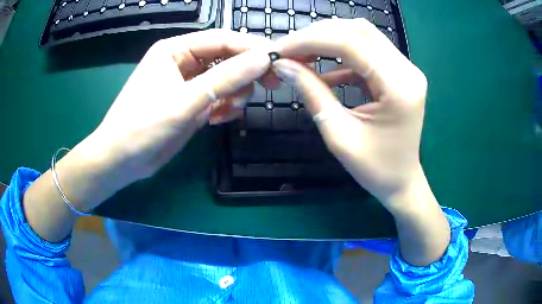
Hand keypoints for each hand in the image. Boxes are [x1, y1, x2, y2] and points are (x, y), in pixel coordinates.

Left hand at [84, 29, 276, 193]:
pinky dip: (224, 106)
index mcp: (175, 49)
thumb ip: (226, 78)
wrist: (121, 160)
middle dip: (245, 73)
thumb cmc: (143, 126)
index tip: (278, 61)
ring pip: (225, 78)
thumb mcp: (186, 101)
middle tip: (270, 87)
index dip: (251, 48)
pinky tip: (218, 119)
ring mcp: (186, 82)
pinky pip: (217, 96)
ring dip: (234, 93)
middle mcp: (182, 61)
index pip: (222, 40)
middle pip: (226, 58)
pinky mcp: (189, 102)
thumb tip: (265, 59)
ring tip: (228, 111)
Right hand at [273, 19, 427, 207]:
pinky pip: (367, 52)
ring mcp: (406, 69)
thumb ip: (312, 92)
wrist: (402, 182)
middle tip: (289, 50)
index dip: (310, 40)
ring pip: (362, 35)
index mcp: (398, 87)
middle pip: (357, 30)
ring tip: (301, 55)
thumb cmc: (375, 169)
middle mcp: (407, 70)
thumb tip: (283, 65)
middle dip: (317, 35)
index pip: (350, 42)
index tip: (280, 50)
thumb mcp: (338, 134)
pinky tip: (324, 71)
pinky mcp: (400, 73)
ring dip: (328, 40)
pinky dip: (341, 55)